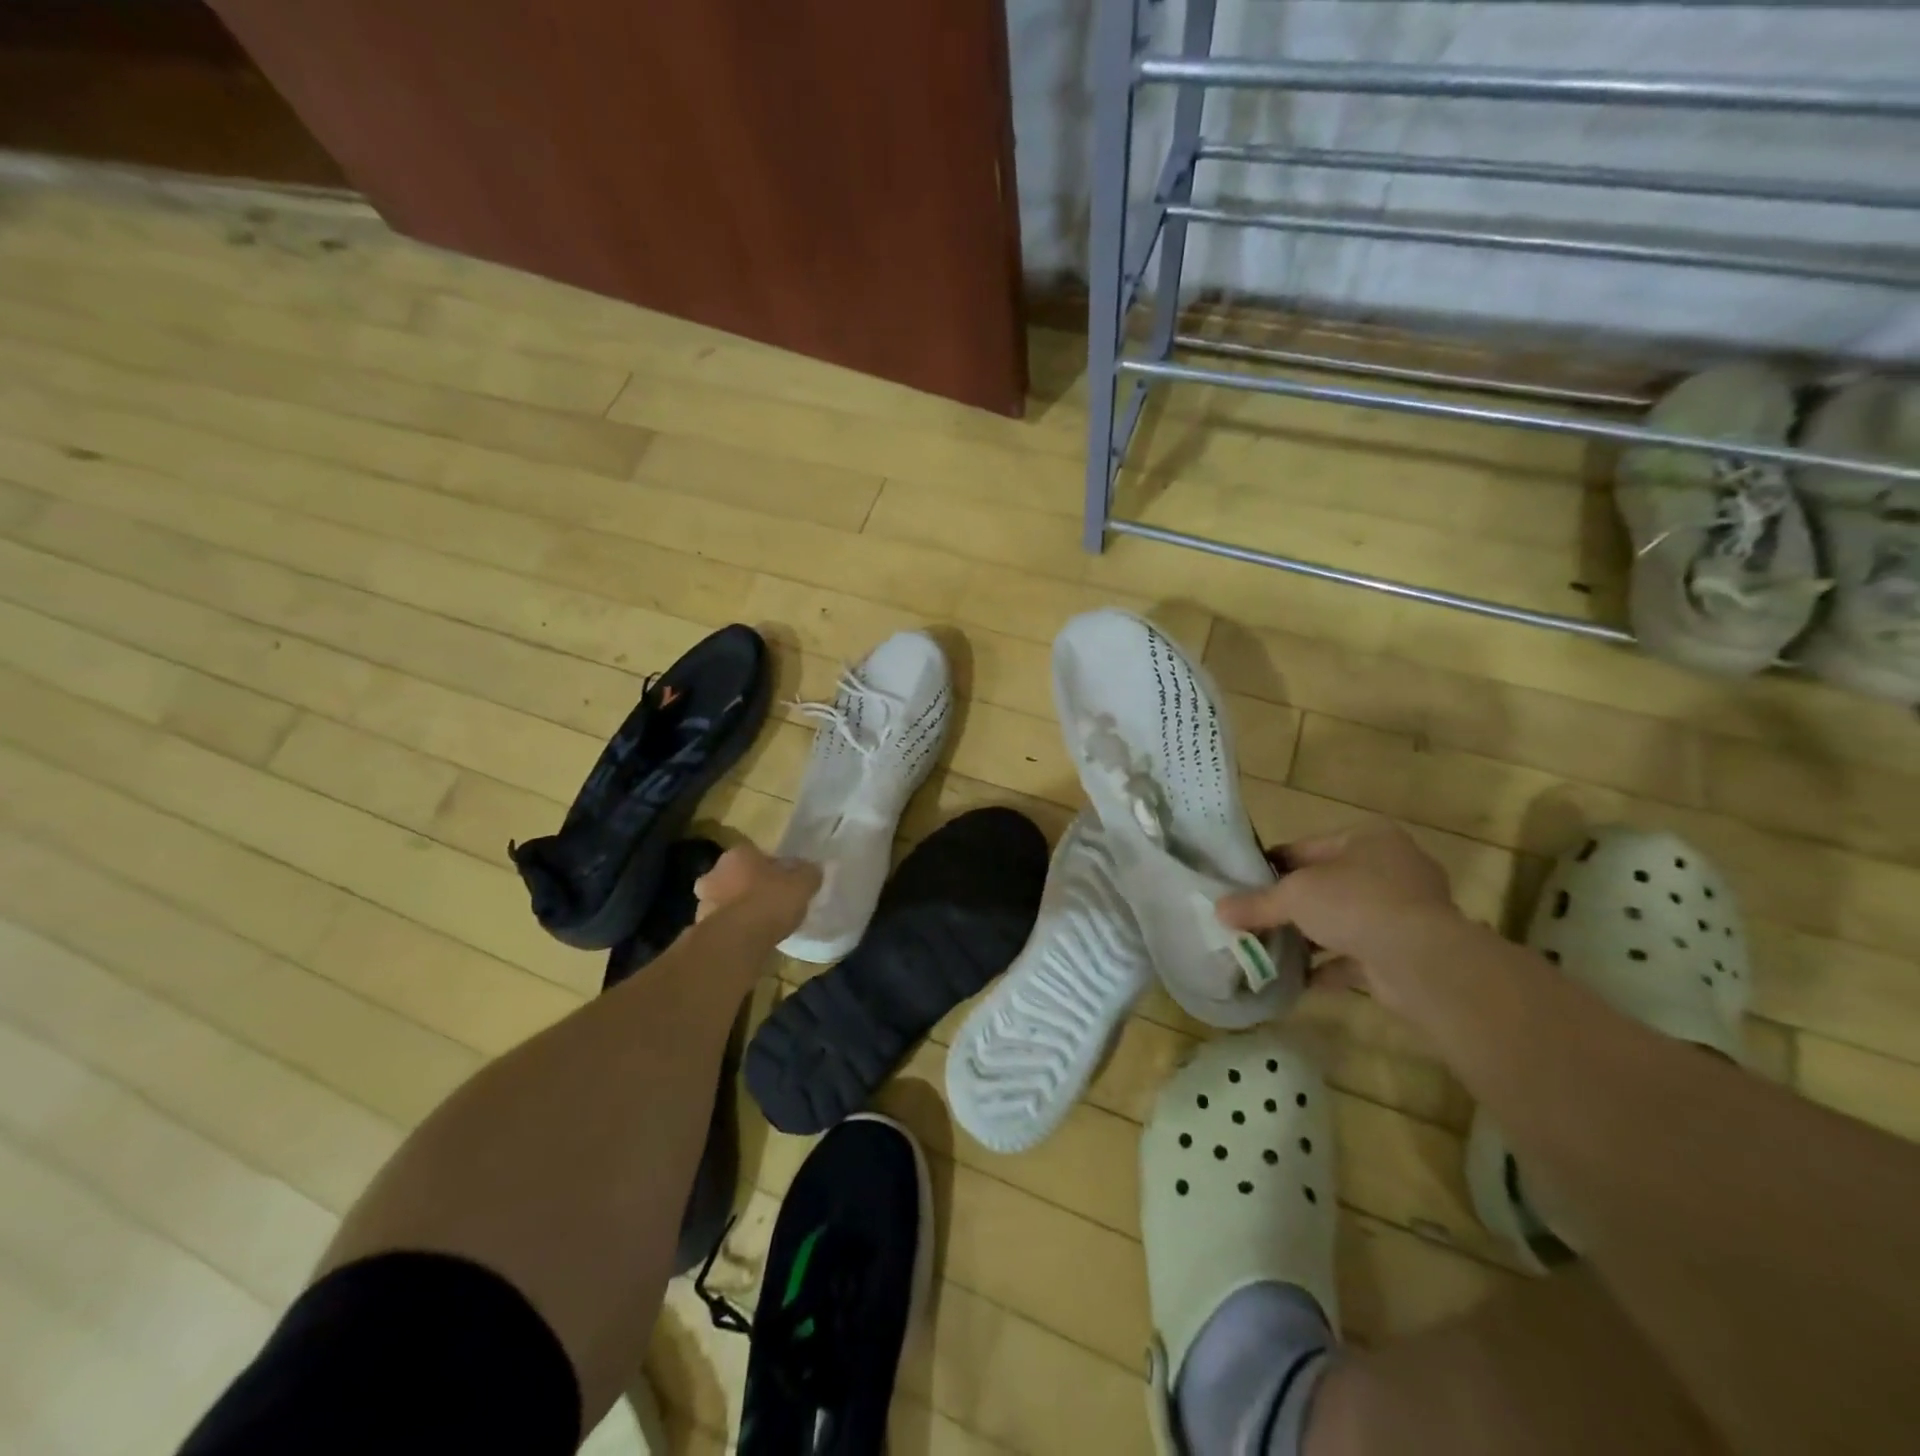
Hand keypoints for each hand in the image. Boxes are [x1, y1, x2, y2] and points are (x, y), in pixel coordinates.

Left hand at [694, 843, 820, 938]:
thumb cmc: (770, 901)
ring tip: (759, 924)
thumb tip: (812, 869)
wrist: (737, 939)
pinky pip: (722, 924)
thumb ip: (808, 873)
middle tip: (768, 901)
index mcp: (739, 854)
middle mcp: (715, 872)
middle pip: (736, 876)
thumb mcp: (802, 883)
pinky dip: (733, 929)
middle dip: (748, 886)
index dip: (772, 868)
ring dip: (738, 908)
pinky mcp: (700, 928)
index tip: (784, 882)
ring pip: (725, 900)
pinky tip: (749, 939)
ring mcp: (703, 901)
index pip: (756, 855)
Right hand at [1216, 818, 1466, 1016]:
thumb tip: (1218, 910)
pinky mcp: (1407, 950)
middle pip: (1326, 885)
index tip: (1243, 884)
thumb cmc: (1355, 903)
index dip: (1272, 866)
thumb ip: (1256, 903)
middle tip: (1253, 919)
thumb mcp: (1294, 896)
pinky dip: (1330, 966)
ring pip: (1343, 920)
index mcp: (1368, 839)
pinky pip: (1358, 954)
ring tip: (1271, 949)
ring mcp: (1405, 911)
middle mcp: (1391, 868)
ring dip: (1310, 937)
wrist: (1422, 961)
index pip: (1307, 848)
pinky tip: (1299, 979)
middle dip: (1292, 905)